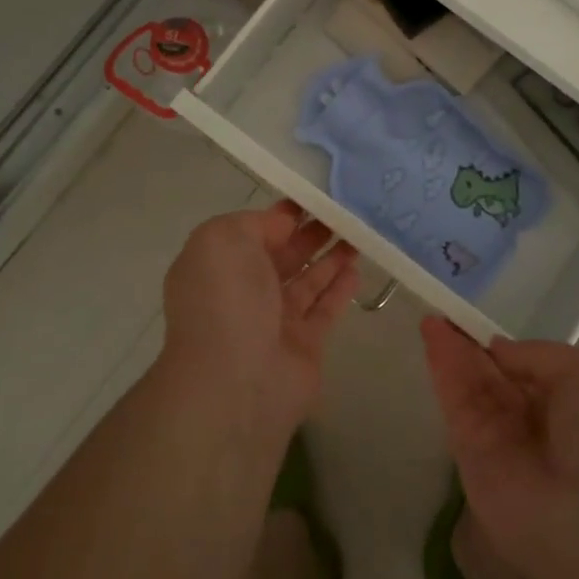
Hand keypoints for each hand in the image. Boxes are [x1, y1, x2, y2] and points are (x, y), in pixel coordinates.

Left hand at [159, 202, 359, 442]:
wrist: (236, 382)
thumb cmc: (227, 300)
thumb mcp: (224, 239)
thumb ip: (255, 223)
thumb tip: (284, 223)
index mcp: (219, 265)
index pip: (253, 231)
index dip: (282, 214)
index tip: (316, 196)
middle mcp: (243, 292)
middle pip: (283, 255)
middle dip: (310, 233)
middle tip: (345, 212)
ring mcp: (274, 321)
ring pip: (307, 281)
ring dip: (330, 257)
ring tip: (359, 234)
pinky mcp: (304, 345)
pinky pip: (325, 309)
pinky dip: (340, 288)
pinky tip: (358, 269)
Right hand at [420, 317, 578, 578]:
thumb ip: (538, 354)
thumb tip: (498, 351)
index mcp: (569, 403)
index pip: (527, 369)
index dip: (501, 346)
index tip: (477, 322)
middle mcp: (532, 421)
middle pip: (493, 376)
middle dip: (470, 346)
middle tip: (444, 315)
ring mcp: (498, 439)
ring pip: (470, 387)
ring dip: (451, 352)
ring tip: (431, 319)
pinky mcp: (468, 456)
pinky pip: (455, 404)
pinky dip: (443, 370)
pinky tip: (431, 337)